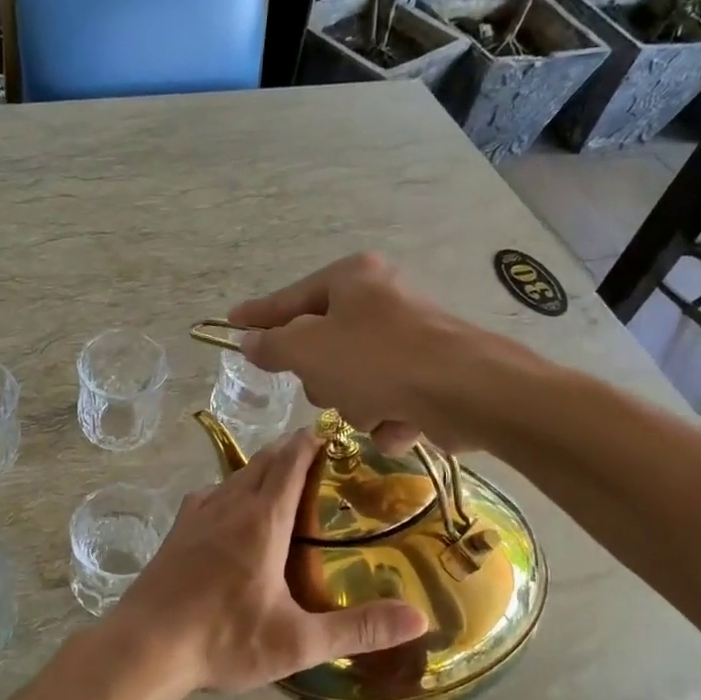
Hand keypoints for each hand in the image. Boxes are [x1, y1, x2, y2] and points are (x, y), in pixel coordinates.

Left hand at [106, 431, 426, 694]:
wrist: (144, 647)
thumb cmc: (223, 639)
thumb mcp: (297, 642)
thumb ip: (358, 629)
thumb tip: (418, 619)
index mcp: (261, 519)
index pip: (290, 461)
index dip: (312, 441)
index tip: (335, 434)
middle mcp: (227, 504)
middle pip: (263, 461)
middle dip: (291, 452)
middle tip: (322, 461)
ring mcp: (196, 515)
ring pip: (235, 475)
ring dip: (262, 470)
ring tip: (285, 484)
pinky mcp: (176, 531)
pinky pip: (212, 494)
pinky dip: (233, 490)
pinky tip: (235, 515)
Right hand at [230, 253, 501, 453]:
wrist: (468, 391)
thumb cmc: (378, 360)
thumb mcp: (309, 350)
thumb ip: (273, 345)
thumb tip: (250, 342)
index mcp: (352, 279)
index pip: (290, 298)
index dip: (259, 315)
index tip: (232, 323)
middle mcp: (381, 301)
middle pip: (323, 346)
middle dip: (323, 378)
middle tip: (333, 386)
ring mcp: (408, 338)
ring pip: (353, 381)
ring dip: (356, 404)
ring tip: (376, 408)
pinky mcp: (430, 375)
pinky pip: (387, 400)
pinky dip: (388, 416)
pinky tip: (402, 420)